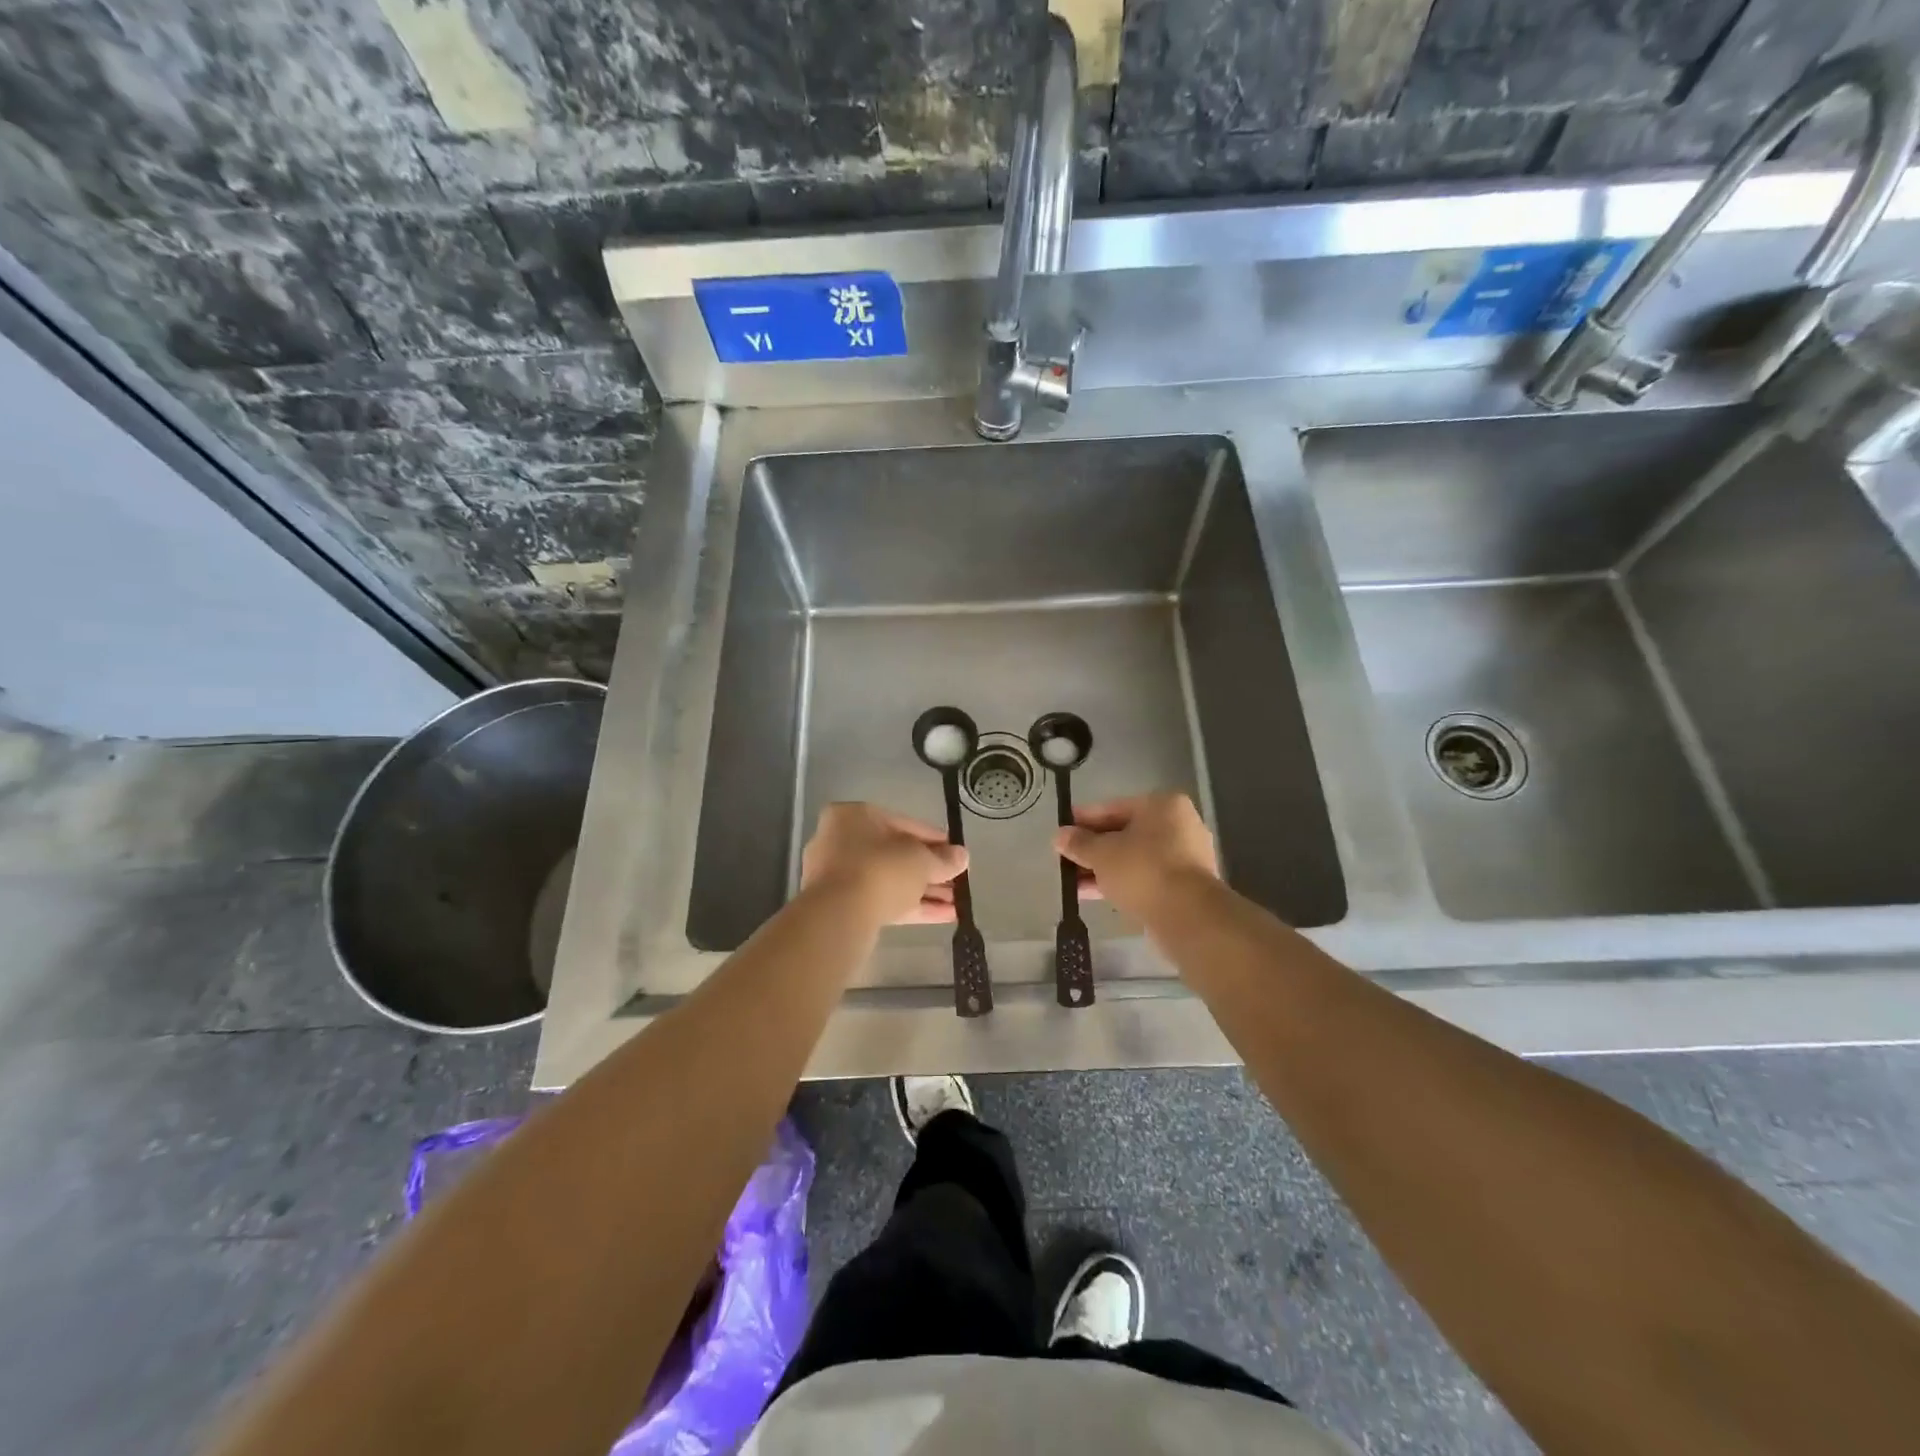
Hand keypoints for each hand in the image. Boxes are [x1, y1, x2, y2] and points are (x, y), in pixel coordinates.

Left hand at [800, 803, 968, 925]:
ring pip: (890, 880)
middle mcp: (841, 841)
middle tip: (957, 879)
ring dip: (925, 891)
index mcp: (853, 816)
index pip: (903, 823)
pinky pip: (883, 900)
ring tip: (958, 901)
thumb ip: (943, 858)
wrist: (839, 915)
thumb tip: (962, 857)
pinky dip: (912, 906)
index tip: (955, 851)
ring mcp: (838, 876)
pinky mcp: (842, 906)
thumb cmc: (880, 869)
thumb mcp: (921, 860)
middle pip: (895, 854)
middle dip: (930, 869)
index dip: (934, 838)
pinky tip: (946, 916)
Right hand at [1054, 793, 1220, 926]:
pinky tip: (1093, 894)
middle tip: (1065, 858)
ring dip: (1103, 868)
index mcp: (1163, 806)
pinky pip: (1145, 877)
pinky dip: (1121, 882)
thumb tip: (1059, 836)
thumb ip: (1079, 843)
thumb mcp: (1102, 853)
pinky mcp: (1185, 886)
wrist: (1189, 917)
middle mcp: (1179, 825)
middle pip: (1125, 833)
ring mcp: (1185, 857)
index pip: (1114, 807)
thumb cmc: (1143, 870)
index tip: (1062, 830)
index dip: (1083, 819)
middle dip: (1093, 847)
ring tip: (1072, 882)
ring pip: (1134, 858)